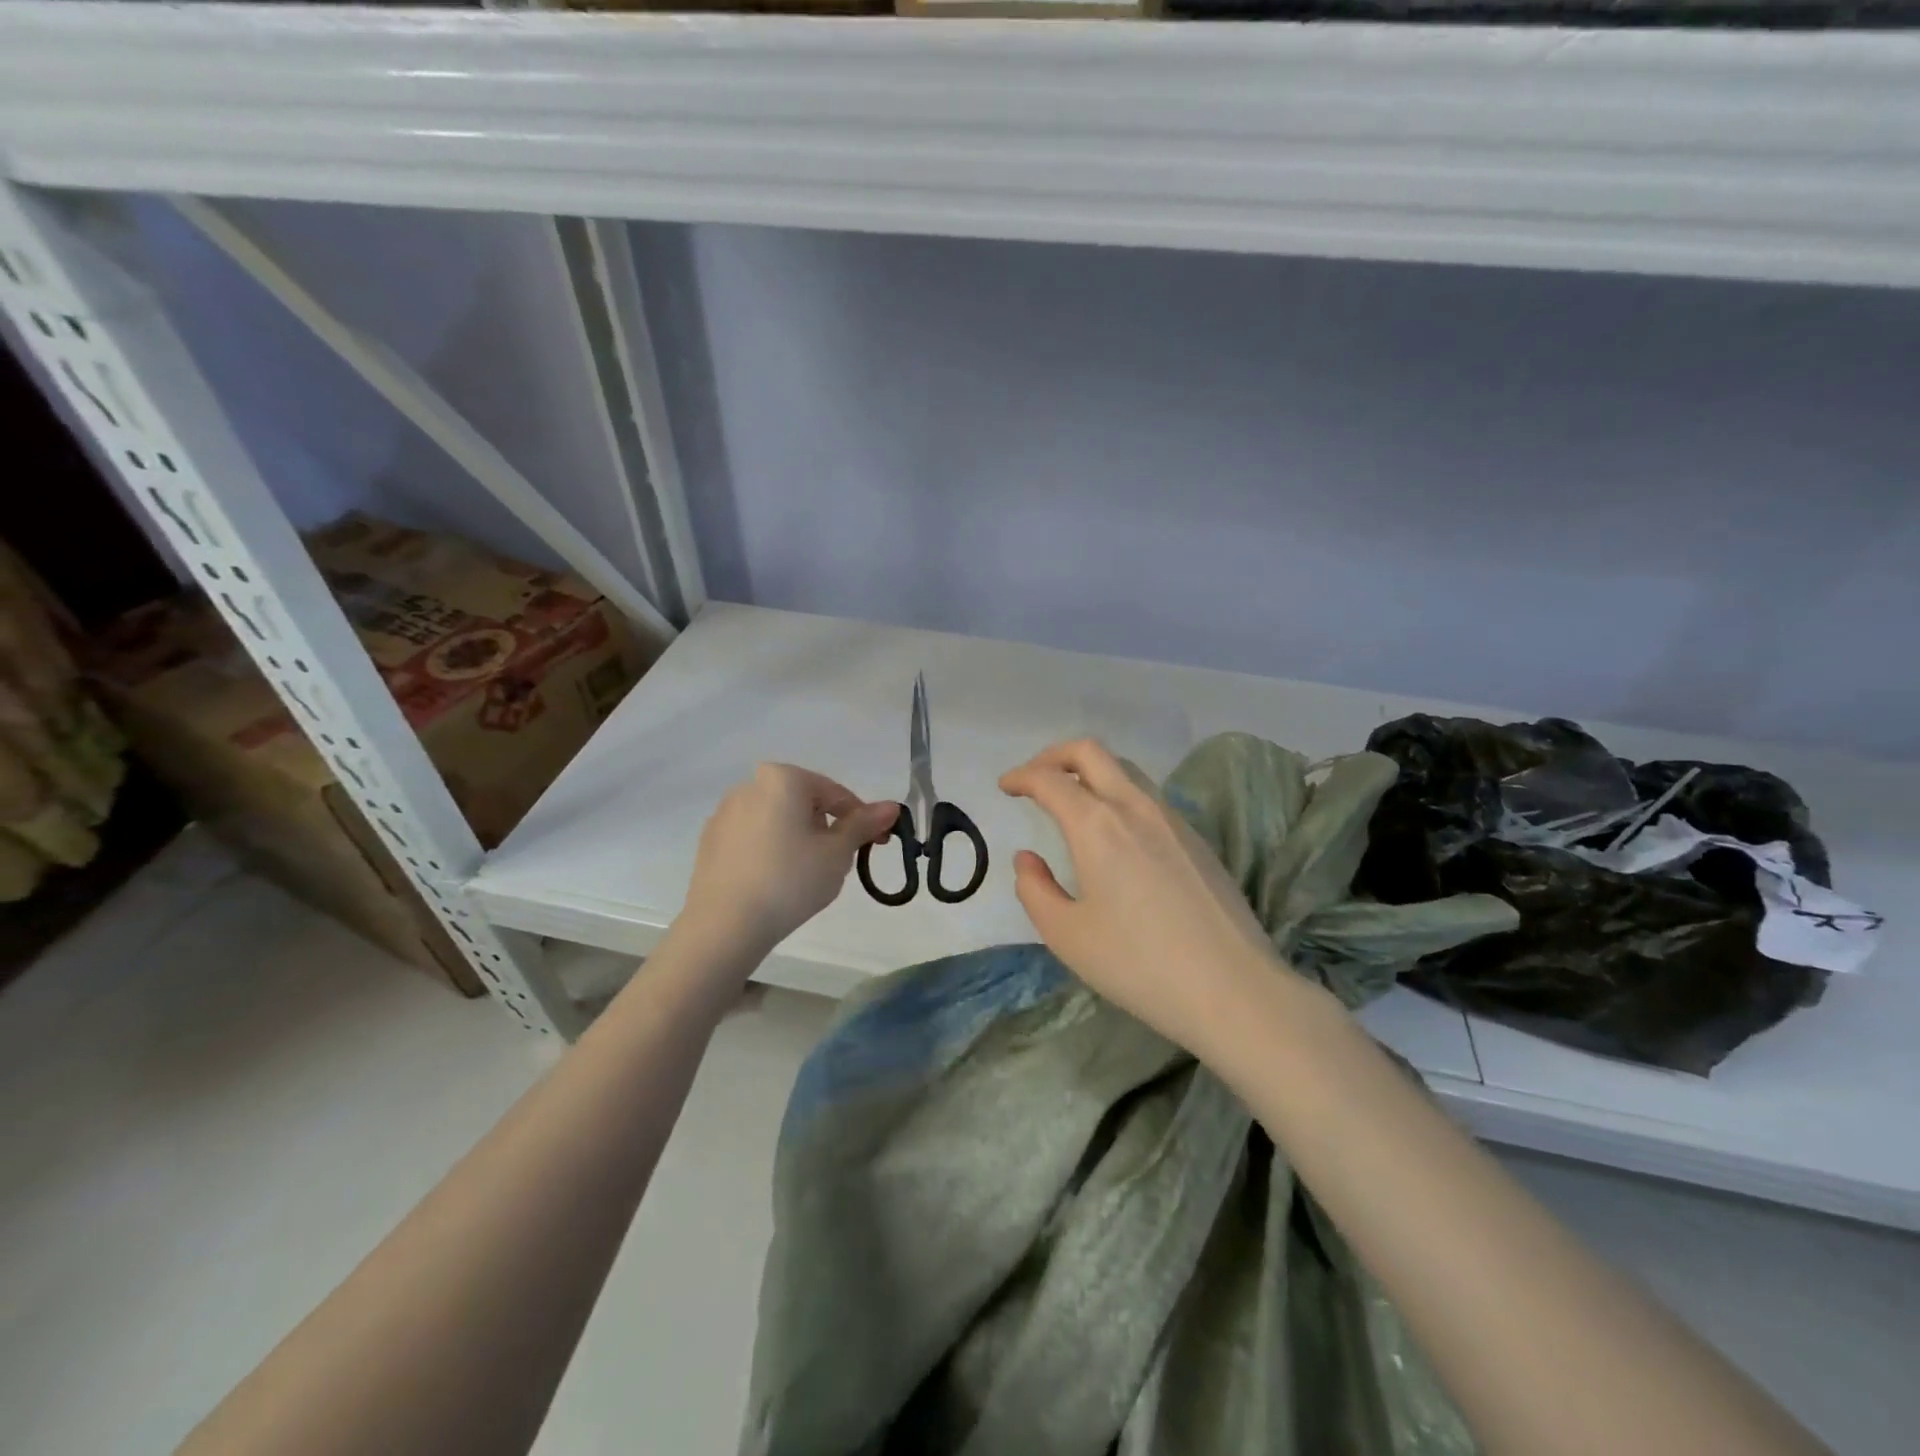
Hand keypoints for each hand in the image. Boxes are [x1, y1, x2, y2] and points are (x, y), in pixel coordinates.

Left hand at [677, 763, 898, 961]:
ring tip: (808, 875)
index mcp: (783, 779)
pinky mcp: (710, 840)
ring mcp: (725, 813)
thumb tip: (891, 807)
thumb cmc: (790, 880)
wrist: (725, 924)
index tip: (877, 844)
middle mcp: (750, 785)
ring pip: (778, 819)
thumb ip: (864, 825)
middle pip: (804, 802)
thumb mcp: (837, 853)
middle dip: (827, 827)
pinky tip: (777, 880)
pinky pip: (754, 836)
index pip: (835, 794)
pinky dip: (772, 849)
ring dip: (799, 837)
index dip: (862, 819)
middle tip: (841, 861)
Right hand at [999, 738, 1291, 1054]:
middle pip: (1091, 752)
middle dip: (1055, 755)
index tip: (1006, 786)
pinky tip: (1116, 834)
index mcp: (1097, 825)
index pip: (1050, 780)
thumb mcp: (1067, 935)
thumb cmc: (1138, 964)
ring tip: (1072, 801)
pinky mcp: (1197, 840)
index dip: (1021, 776)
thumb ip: (1035, 890)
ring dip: (1091, 773)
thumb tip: (1027, 859)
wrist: (1233, 988)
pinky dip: (1119, 795)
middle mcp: (1135, 807)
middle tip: (1035, 778)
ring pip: (1125, 771)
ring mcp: (1172, 820)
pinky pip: (1148, 797)